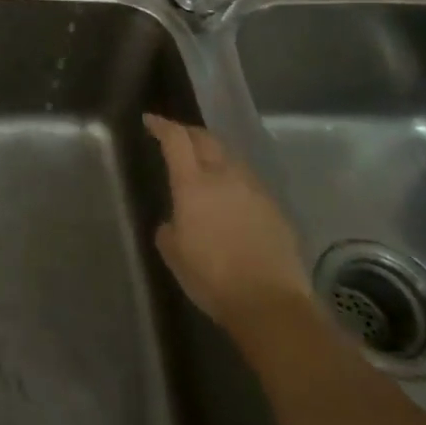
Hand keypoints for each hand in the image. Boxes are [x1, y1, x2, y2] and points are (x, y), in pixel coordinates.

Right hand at [145, 115, 311, 331]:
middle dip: (188, 133)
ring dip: (214, 155)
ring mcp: (254, 190)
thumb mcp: (174, 252)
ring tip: (204, 165)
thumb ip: (169, 227)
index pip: (176, 140)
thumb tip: (176, 220)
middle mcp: (225, 177)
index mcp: (193, 184)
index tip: (150, 121)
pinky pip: (249, 182)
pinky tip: (231, 198)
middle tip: (176, 136)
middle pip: (206, 140)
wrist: (270, 303)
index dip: (162, 126)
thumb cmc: (211, 277)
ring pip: (230, 158)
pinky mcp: (275, 208)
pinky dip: (234, 180)